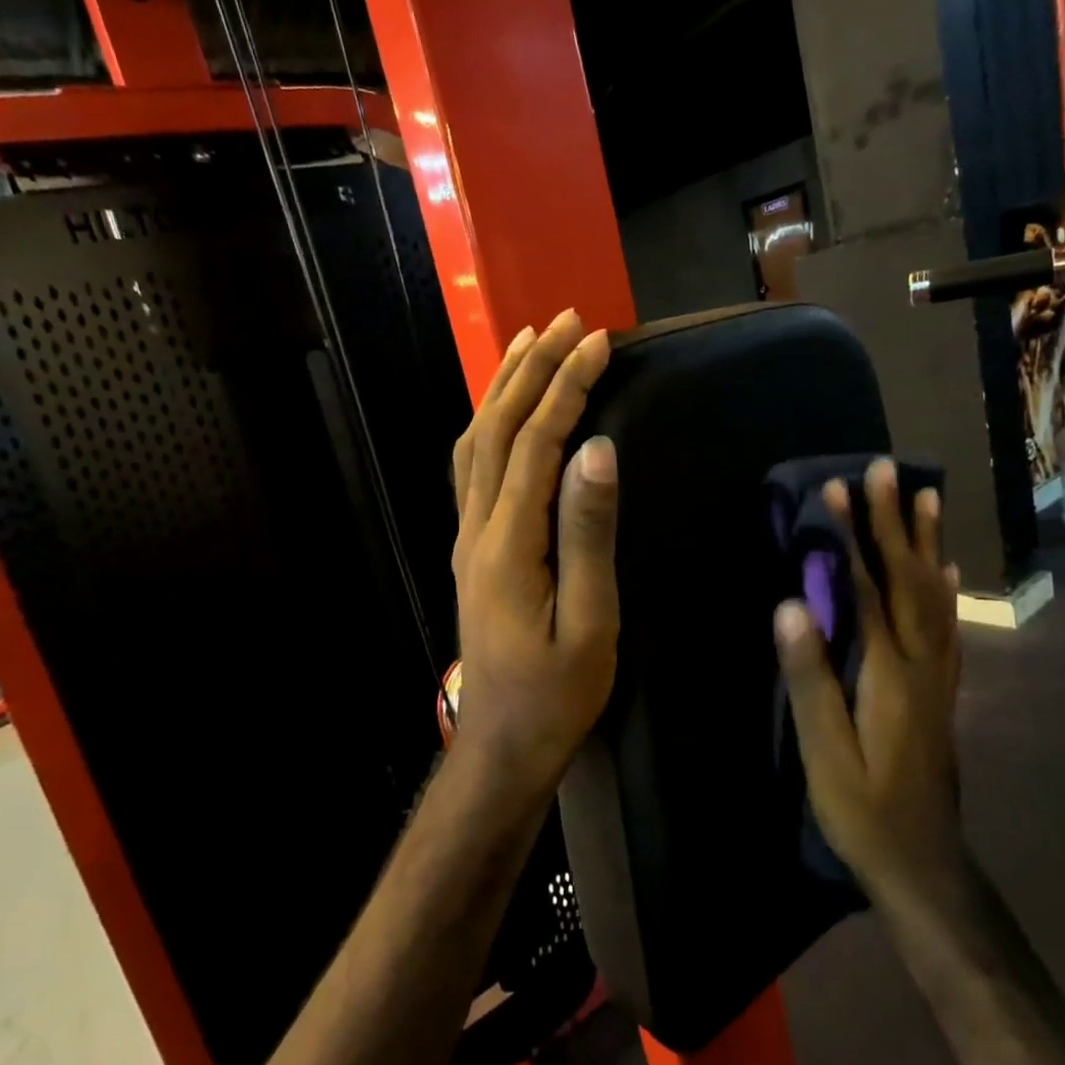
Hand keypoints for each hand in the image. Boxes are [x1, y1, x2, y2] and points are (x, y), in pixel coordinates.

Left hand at [450, 310, 618, 806]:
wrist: (502, 744)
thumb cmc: (556, 693)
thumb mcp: (590, 621)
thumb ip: (588, 534)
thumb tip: (596, 450)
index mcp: (508, 544)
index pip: (534, 444)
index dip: (565, 387)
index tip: (598, 341)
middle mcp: (476, 528)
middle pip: (496, 431)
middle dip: (531, 370)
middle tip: (566, 320)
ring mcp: (467, 538)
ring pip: (475, 444)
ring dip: (503, 389)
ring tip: (530, 343)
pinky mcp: (471, 549)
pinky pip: (472, 469)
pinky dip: (490, 425)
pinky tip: (504, 412)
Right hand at [774, 460, 964, 896]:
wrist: (924, 864)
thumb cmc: (863, 811)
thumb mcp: (824, 753)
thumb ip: (810, 678)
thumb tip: (791, 605)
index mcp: (888, 673)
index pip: (865, 588)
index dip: (849, 536)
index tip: (835, 488)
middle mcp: (922, 663)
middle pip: (908, 578)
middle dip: (892, 520)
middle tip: (884, 468)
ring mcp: (938, 675)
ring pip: (936, 594)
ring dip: (926, 541)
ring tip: (924, 496)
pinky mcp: (941, 689)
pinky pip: (947, 623)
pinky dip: (944, 585)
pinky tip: (945, 568)